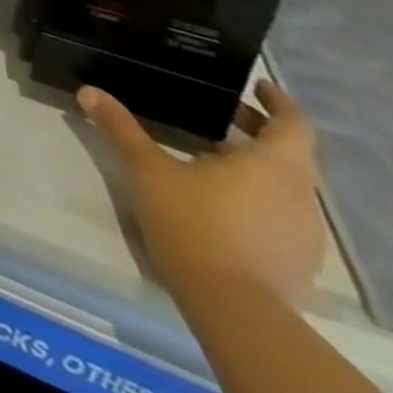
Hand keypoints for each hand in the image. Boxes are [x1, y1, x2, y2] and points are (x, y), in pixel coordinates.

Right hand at [79, 80, 325, 305]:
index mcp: (274, 166)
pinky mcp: (296, 260)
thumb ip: (121, 128)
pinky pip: (280, 214)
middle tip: (219, 113)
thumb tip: (89, 90)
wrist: (234, 307)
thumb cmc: (195, 223)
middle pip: (290, 155)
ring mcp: (303, 233)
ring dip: (255, 165)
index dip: (279, 102)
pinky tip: (218, 197)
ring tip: (210, 153)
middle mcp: (300, 196)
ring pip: (285, 186)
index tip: (256, 85)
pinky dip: (256, 195)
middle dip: (257, 131)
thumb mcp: (147, 169)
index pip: (294, 125)